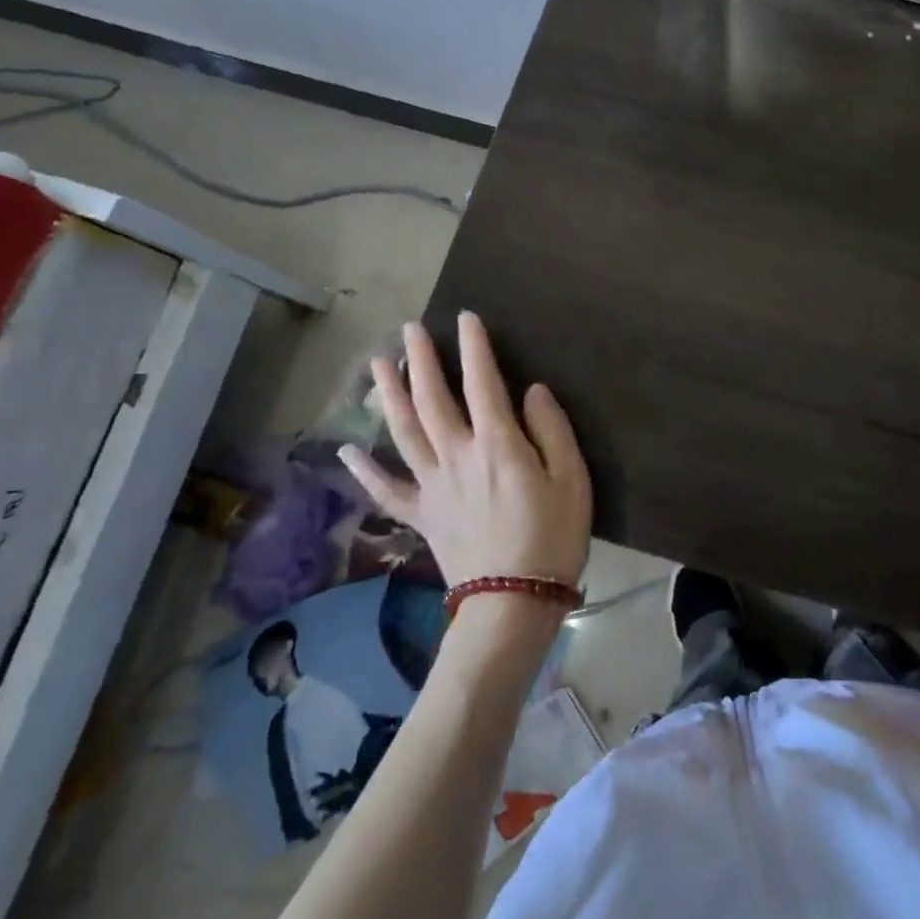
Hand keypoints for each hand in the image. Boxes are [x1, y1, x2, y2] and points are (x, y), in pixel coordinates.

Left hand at [338, 312, 590, 591]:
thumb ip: (551, 429)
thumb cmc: (553, 537)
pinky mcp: (422, 515)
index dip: (473, 347)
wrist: (512, 601)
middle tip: (410, 329)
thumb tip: (531, 391)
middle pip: (432, 399)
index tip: (465, 317)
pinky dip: (364, 470)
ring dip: (389, 395)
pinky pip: (387, 490)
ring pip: (404, 431)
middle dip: (421, 360)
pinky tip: (347, 450)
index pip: (482, 382)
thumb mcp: (572, 478)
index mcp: (498, 444)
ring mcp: (433, 485)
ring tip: (378, 365)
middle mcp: (457, 455)